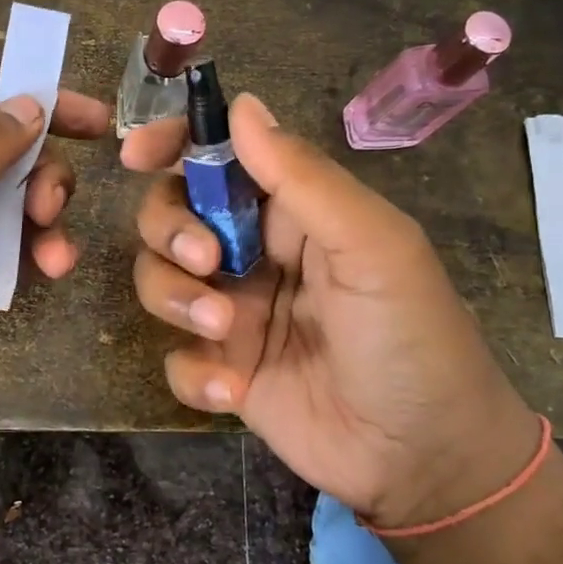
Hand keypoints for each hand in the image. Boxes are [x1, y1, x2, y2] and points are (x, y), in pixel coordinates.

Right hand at [122, 96, 538, 527]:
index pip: (219, 159)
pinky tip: (233, 391)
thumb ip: (303, 177)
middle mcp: (253, 254)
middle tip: (207, 264)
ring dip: (175, 300)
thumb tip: (241, 104)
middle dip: (171, 232)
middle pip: (171, 216)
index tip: (137, 154)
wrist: (425, 458)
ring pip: (159, 281)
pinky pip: (176, 357)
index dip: (173, 146)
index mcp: (291, 212)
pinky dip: (194, 372)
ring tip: (223, 331)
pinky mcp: (223, 370)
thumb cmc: (411, 336)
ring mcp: (234, 313)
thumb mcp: (371, 246)